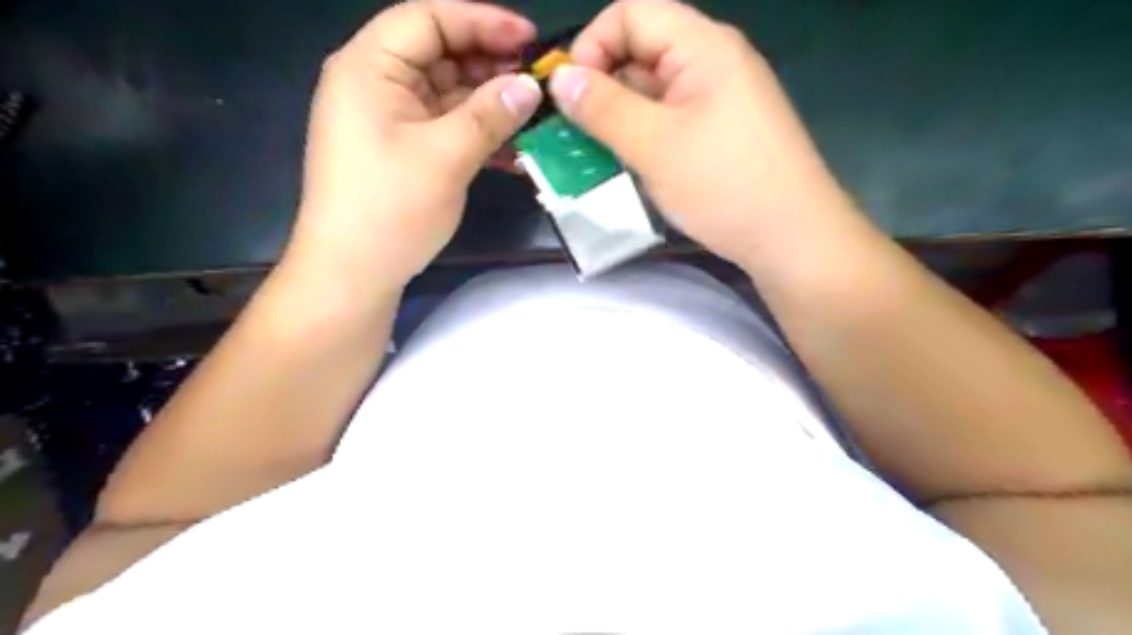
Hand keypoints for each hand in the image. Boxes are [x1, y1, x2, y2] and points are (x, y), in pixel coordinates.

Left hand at [289, 0, 542, 292]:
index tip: (530, 40)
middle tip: (537, 83)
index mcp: (370, 68)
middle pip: (439, 53)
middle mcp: (376, 84)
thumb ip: (491, 115)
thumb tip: (531, 86)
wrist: (352, 272)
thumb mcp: (445, 156)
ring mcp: (389, 119)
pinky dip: (476, 132)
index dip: (482, 21)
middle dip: (490, 64)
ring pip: (447, 93)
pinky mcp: (402, 149)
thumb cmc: (390, 208)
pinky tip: (511, 148)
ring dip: (489, 103)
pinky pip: (444, 126)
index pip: (428, 19)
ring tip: (533, 115)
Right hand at [548, 0, 869, 274]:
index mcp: (702, 47)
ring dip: (618, 119)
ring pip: (653, 94)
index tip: (570, 96)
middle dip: (601, 88)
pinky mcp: (720, 135)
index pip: (631, 13)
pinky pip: (670, 122)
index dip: (592, 45)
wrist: (792, 239)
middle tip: (573, 135)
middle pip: (641, 52)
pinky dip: (642, 138)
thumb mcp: (654, 145)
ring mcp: (719, 101)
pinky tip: (627, 167)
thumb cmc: (724, 185)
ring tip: (593, 156)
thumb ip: (603, 108)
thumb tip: (560, 79)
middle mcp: (712, 64)